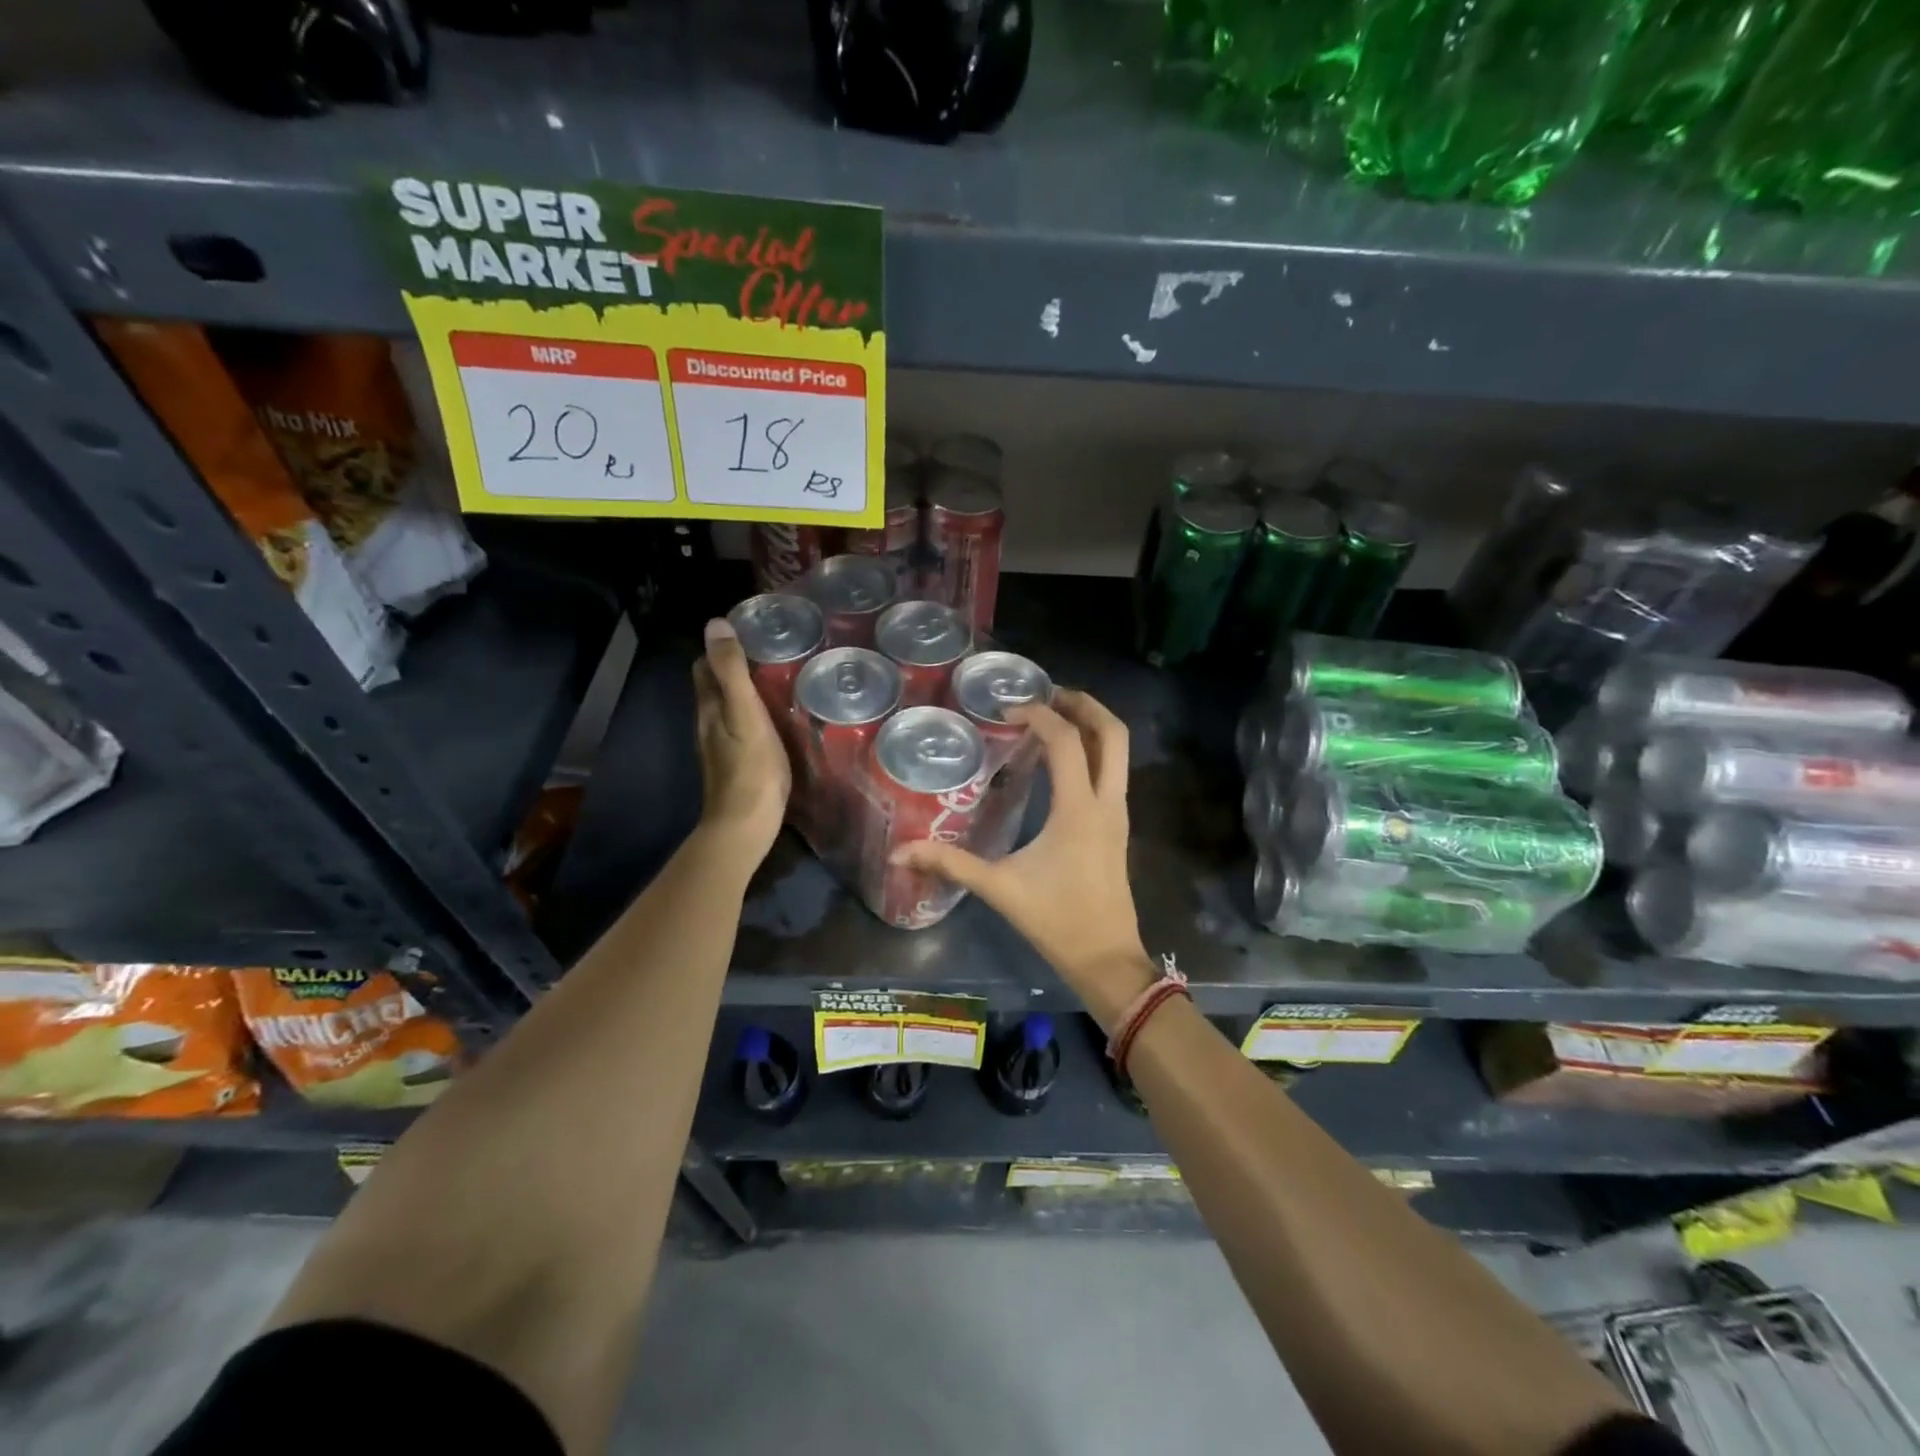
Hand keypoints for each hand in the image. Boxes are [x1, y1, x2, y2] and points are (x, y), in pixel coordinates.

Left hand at [693, 618, 789, 860]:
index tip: (751, 633)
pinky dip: (754, 714)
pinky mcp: (737, 763)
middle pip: (715, 686)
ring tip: (779, 679)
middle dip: (734, 666)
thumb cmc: (750, 769)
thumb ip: (732, 672)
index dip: (721, 647)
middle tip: (771, 652)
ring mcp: (721, 746)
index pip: (704, 665)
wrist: (745, 827)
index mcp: (709, 707)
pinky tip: (777, 717)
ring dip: (745, 690)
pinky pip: (741, 727)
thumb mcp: (745, 714)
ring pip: (728, 707)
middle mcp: (709, 723)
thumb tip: (715, 623)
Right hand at [892, 689, 1153, 1026]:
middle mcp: (1107, 802)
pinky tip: (1063, 759)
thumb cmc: (1056, 920)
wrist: (1106, 958)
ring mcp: (1119, 813)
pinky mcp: (1118, 825)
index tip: (1008, 712)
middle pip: (1113, 733)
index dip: (1039, 716)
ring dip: (1092, 724)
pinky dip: (1094, 750)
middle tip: (1048, 694)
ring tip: (1054, 716)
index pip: (1066, 741)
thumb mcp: (999, 889)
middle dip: (1084, 704)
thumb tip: (900, 852)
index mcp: (1078, 809)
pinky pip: (1114, 770)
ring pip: (1119, 751)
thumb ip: (950, 864)